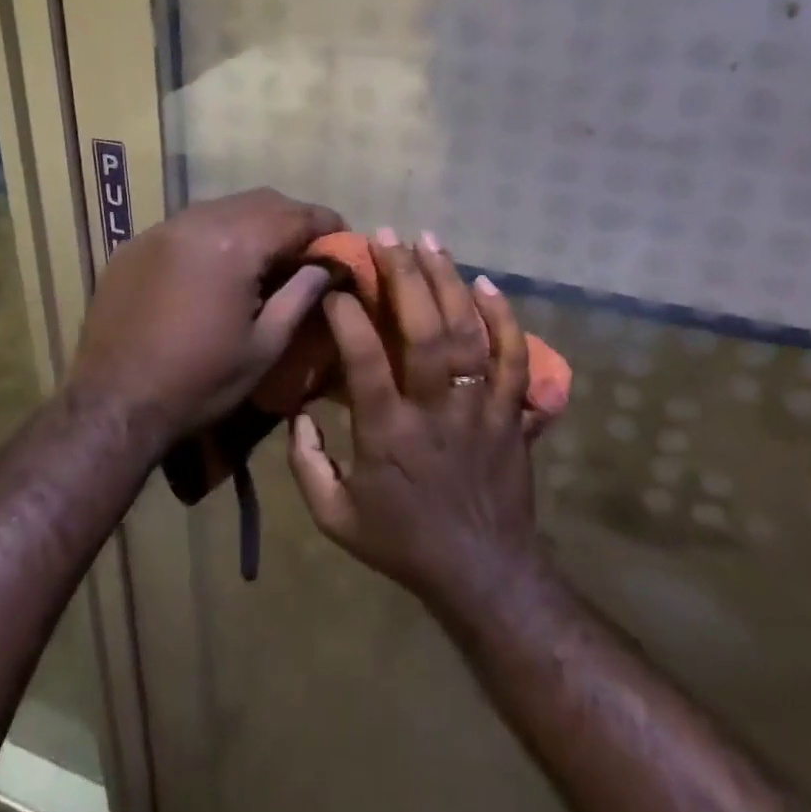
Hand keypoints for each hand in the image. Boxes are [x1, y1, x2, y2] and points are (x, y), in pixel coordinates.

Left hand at [67, 188, 342, 447]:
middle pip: (260, 201)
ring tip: (266, 256)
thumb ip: (301, 295)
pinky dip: (214, 235)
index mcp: (234, 244)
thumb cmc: (200, 382)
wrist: (113, 403)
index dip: (326, 224)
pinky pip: (187, 224)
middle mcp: (197, 222)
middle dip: (291, 218)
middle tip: (308, 248)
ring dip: (252, 223)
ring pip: (222, 208)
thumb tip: (327, 266)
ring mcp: (161, 229)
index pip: (295, 215)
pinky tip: (217, 266)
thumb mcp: (265, 346)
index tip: (344, 239)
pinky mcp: (135, 245)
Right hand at [286, 230, 544, 614]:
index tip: (335, 285)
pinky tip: (488, 284)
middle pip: (423, 333)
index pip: (366, 362)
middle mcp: (435, 412)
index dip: (348, 317)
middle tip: (386, 236)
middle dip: (404, 277)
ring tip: (430, 241)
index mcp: (388, 435)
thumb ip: (306, 465)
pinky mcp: (512, 414)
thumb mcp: (335, 518)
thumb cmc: (403, 544)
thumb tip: (296, 411)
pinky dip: (504, 320)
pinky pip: (514, 360)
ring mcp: (480, 409)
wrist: (484, 574)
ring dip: (448, 283)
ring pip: (468, 335)